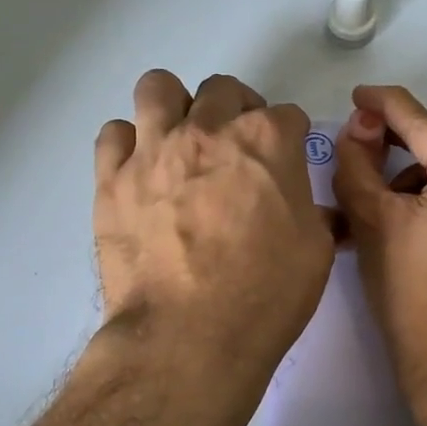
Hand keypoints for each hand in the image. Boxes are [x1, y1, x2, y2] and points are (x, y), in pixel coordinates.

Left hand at [95, 71, 333, 380]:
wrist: (188, 337)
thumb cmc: (265, 295)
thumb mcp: (315, 252)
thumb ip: (314, 213)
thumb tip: (312, 209)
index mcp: (266, 141)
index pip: (287, 114)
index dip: (291, 138)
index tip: (286, 162)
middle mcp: (208, 130)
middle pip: (223, 90)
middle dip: (237, 111)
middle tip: (237, 151)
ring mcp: (154, 150)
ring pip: (158, 88)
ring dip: (176, 108)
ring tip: (182, 144)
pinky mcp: (111, 179)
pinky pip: (113, 133)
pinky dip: (129, 145)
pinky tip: (141, 173)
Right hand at [332, 85, 426, 401]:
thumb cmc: (412, 295)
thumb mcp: (373, 222)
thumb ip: (358, 163)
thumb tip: (360, 127)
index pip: (422, 120)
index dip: (383, 103)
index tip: (357, 96)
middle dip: (404, 139)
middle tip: (363, 149)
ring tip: (389, 195)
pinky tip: (422, 215)